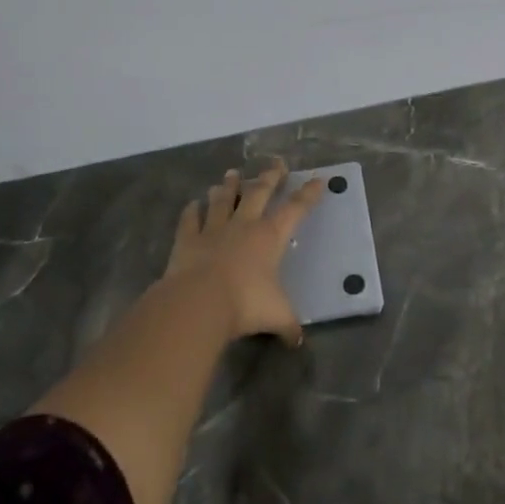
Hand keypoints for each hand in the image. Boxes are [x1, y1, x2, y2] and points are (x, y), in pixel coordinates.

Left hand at [161, 160, 325, 344]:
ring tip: (231, 174)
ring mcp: (213, 230)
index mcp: (270, 237)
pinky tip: (192, 204)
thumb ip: (288, 325)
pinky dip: (191, 211)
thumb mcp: (277, 316)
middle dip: (270, 177)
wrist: (198, 302)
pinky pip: (190, 220)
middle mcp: (243, 226)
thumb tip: (297, 340)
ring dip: (228, 186)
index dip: (308, 195)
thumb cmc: (246, 304)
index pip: (295, 210)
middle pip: (259, 193)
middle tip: (276, 162)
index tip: (318, 179)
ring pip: (223, 200)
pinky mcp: (187, 240)